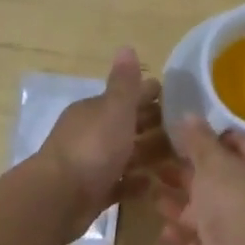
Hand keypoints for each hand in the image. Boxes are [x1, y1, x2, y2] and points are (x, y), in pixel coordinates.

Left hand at [39, 48, 166, 230]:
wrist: (59, 198)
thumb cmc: (92, 148)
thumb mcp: (114, 110)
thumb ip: (124, 83)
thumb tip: (126, 46)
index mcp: (94, 111)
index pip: (126, 98)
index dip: (150, 96)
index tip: (179, 99)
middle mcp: (91, 134)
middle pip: (127, 126)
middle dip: (153, 126)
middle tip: (186, 130)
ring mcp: (91, 164)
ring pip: (125, 155)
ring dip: (148, 155)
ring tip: (180, 159)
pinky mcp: (93, 192)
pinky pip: (119, 184)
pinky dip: (135, 182)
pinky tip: (154, 184)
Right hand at [155, 117, 244, 244]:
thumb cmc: (233, 199)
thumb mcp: (214, 162)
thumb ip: (199, 140)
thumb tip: (189, 115)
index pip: (242, 148)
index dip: (217, 139)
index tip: (187, 134)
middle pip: (218, 182)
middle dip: (189, 173)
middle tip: (157, 162)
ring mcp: (237, 232)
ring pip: (204, 214)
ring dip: (179, 205)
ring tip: (150, 193)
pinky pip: (196, 243)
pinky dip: (181, 236)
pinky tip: (164, 230)